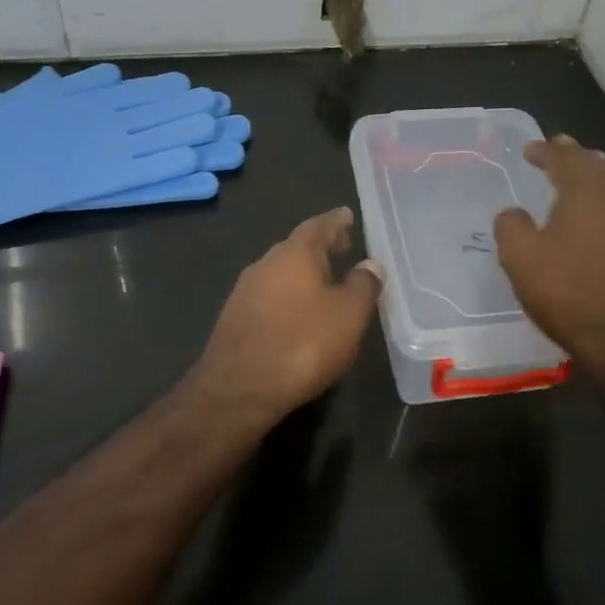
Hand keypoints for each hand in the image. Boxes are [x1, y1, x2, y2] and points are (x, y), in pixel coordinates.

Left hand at [188, 207, 382, 429]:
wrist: (238, 389)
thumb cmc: (303, 344)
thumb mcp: (349, 315)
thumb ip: (363, 285)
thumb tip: (370, 264)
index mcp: (295, 253)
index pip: (319, 225)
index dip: (336, 221)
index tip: (347, 215)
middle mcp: (266, 263)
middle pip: (297, 247)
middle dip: (320, 247)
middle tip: (342, 247)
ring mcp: (245, 291)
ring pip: (280, 272)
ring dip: (303, 273)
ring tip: (326, 282)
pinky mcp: (235, 319)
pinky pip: (269, 296)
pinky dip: (288, 296)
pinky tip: (298, 313)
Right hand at [494, 137, 604, 381]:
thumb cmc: (571, 294)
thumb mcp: (521, 260)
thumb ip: (511, 227)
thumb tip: (514, 213)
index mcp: (587, 190)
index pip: (564, 157)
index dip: (544, 150)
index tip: (529, 149)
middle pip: (595, 165)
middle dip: (573, 158)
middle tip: (555, 152)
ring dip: (592, 180)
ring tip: (576, 182)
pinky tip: (597, 222)